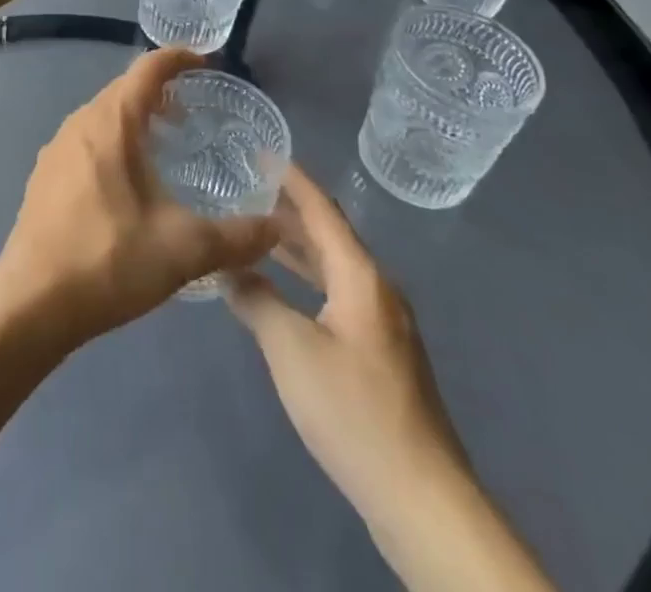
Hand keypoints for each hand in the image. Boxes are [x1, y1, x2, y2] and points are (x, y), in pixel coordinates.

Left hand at [0, 47, 279, 354]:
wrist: (31, 303)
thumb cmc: (109, 260)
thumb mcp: (184, 249)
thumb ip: (237, 237)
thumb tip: (276, 229)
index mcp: (111, 123)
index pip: (148, 69)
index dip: (179, 58)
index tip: (207, 62)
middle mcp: (79, 123)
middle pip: (124, 89)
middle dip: (160, 91)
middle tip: (193, 113)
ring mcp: (56, 149)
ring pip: (103, 116)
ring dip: (135, 118)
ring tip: (166, 146)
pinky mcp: (44, 177)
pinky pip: (86, 140)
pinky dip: (113, 142)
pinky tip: (128, 182)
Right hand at [223, 164, 465, 516]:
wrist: (422, 499)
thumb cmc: (353, 410)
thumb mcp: (291, 350)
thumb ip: (256, 300)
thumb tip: (229, 269)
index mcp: (360, 276)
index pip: (322, 209)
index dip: (291, 178)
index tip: (260, 152)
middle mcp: (377, 290)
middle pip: (329, 236)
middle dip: (288, 211)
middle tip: (245, 190)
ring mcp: (383, 325)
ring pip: (334, 268)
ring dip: (296, 249)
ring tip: (255, 234)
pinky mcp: (382, 356)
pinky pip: (338, 296)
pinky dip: (308, 282)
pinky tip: (283, 295)